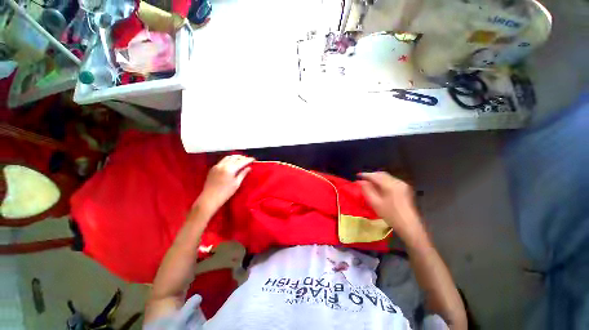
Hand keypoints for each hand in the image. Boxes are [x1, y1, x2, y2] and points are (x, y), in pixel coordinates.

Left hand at [194, 155, 254, 214]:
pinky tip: (231, 163)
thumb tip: (249, 168)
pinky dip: (229, 160)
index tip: (254, 159)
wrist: (210, 198)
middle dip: (242, 157)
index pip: (242, 161)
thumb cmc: (225, 193)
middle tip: (248, 159)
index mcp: (230, 169)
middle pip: (235, 157)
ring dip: (235, 157)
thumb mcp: (237, 183)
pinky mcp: (213, 168)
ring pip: (228, 157)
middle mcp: (223, 165)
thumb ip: (243, 174)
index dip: (248, 160)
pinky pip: (222, 160)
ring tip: (240, 159)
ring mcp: (217, 166)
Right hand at [358, 172, 425, 244]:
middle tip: (362, 179)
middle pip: (382, 174)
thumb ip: (366, 190)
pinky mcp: (405, 188)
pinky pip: (392, 180)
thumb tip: (360, 181)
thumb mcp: (375, 203)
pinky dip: (384, 181)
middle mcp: (397, 181)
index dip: (365, 175)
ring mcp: (403, 184)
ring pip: (387, 177)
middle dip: (371, 175)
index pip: (374, 176)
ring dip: (377, 178)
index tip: (357, 176)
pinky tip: (380, 187)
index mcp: (390, 185)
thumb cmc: (390, 215)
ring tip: (369, 183)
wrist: (409, 225)